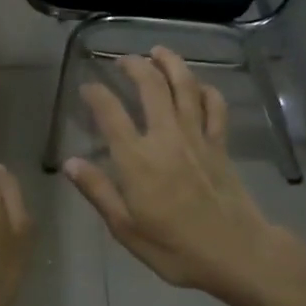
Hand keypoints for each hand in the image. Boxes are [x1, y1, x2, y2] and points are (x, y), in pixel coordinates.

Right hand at [64, 48, 282, 305]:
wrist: (236, 253)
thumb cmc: (175, 248)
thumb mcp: (126, 228)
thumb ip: (98, 191)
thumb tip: (69, 162)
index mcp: (137, 160)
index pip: (110, 113)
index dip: (96, 94)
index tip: (87, 86)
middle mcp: (166, 137)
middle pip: (150, 86)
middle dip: (134, 66)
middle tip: (123, 59)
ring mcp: (197, 137)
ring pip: (184, 86)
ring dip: (170, 63)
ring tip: (158, 51)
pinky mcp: (220, 144)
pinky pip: (214, 106)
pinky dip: (206, 90)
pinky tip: (199, 85)